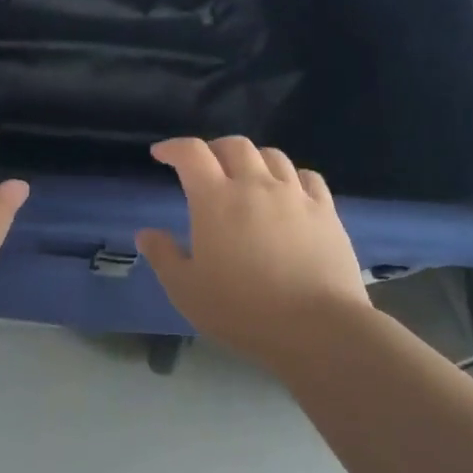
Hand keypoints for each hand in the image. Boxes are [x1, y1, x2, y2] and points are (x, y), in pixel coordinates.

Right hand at [136, 137, 371, 369]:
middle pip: (234, 145)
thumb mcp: (186, 290)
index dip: (173, 147)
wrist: (317, 328)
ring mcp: (295, 195)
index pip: (191, 153)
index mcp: (216, 199)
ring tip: (246, 175)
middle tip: (205, 166)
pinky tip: (289, 191)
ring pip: (272, 156)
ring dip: (253, 158)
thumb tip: (146, 233)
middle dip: (214, 149)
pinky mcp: (326, 211)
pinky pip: (308, 177)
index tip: (161, 154)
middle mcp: (256, 185)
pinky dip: (291, 176)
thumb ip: (163, 256)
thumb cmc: (242, 309)